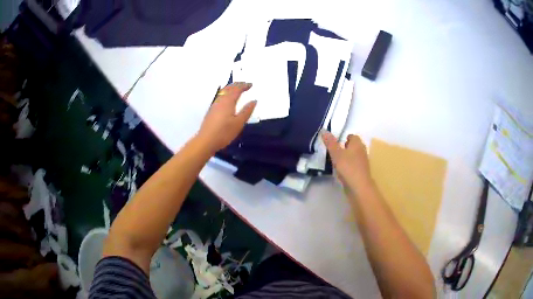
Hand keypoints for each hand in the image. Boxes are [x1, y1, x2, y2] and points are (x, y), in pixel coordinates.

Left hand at [198, 82, 255, 152]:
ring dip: (231, 88)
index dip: (244, 85)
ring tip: (238, 89)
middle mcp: (220, 100)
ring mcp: (214, 105)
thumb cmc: (224, 133)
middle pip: (229, 88)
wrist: (206, 141)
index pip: (237, 89)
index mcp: (228, 101)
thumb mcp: (239, 123)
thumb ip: (247, 111)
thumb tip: (254, 101)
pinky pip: (220, 96)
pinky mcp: (211, 110)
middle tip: (245, 84)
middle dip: (237, 84)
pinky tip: (228, 98)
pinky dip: (226, 93)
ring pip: (223, 91)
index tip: (251, 85)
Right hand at [322, 131, 372, 191]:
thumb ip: (330, 142)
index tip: (336, 143)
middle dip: (345, 147)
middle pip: (354, 146)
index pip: (352, 136)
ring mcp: (363, 162)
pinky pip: (354, 165)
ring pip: (354, 156)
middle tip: (334, 152)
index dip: (344, 138)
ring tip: (336, 162)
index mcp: (357, 144)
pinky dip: (348, 166)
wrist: (359, 187)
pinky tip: (341, 171)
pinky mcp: (361, 172)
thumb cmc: (348, 167)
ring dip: (347, 157)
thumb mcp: (336, 153)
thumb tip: (324, 130)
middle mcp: (362, 151)